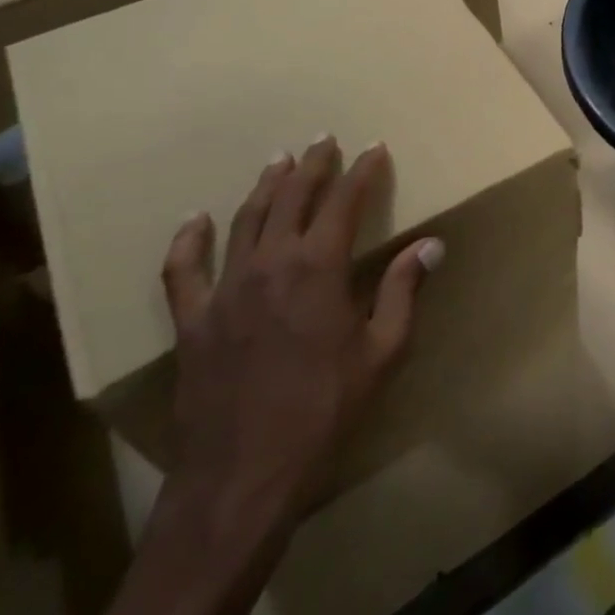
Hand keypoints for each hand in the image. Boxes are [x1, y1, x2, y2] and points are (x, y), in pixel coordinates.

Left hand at [158, 138, 442, 545]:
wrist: (245, 474)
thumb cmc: (326, 410)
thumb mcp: (382, 351)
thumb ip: (403, 290)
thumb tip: (431, 244)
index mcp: (318, 267)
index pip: (344, 202)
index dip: (362, 172)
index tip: (375, 149)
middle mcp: (269, 263)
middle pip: (292, 198)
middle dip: (313, 165)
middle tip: (325, 141)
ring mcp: (224, 289)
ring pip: (245, 219)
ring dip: (265, 186)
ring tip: (279, 161)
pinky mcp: (192, 319)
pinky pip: (183, 269)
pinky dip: (188, 240)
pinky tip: (195, 220)